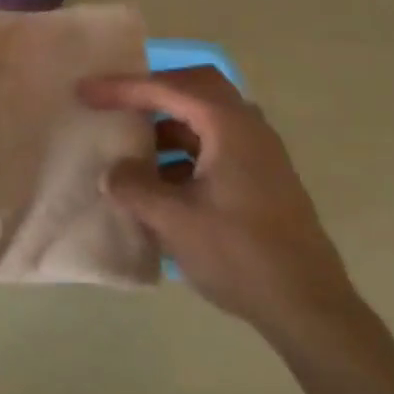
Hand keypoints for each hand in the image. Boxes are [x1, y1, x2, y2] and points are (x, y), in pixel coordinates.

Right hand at [79, 68, 356, 336]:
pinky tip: (159, 180)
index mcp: (230, 127)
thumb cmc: (240, 255)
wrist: (307, 306)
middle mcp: (249, 129)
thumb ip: (134, 187)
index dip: (124, 87)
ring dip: (167, 124)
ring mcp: (259, 155)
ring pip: (206, 118)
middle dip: (152, 91)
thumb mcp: (174, 220)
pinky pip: (214, 146)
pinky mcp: (260, 180)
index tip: (86, 92)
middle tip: (116, 102)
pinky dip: (182, 151)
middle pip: (196, 88)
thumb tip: (114, 172)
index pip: (170, 88)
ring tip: (130, 145)